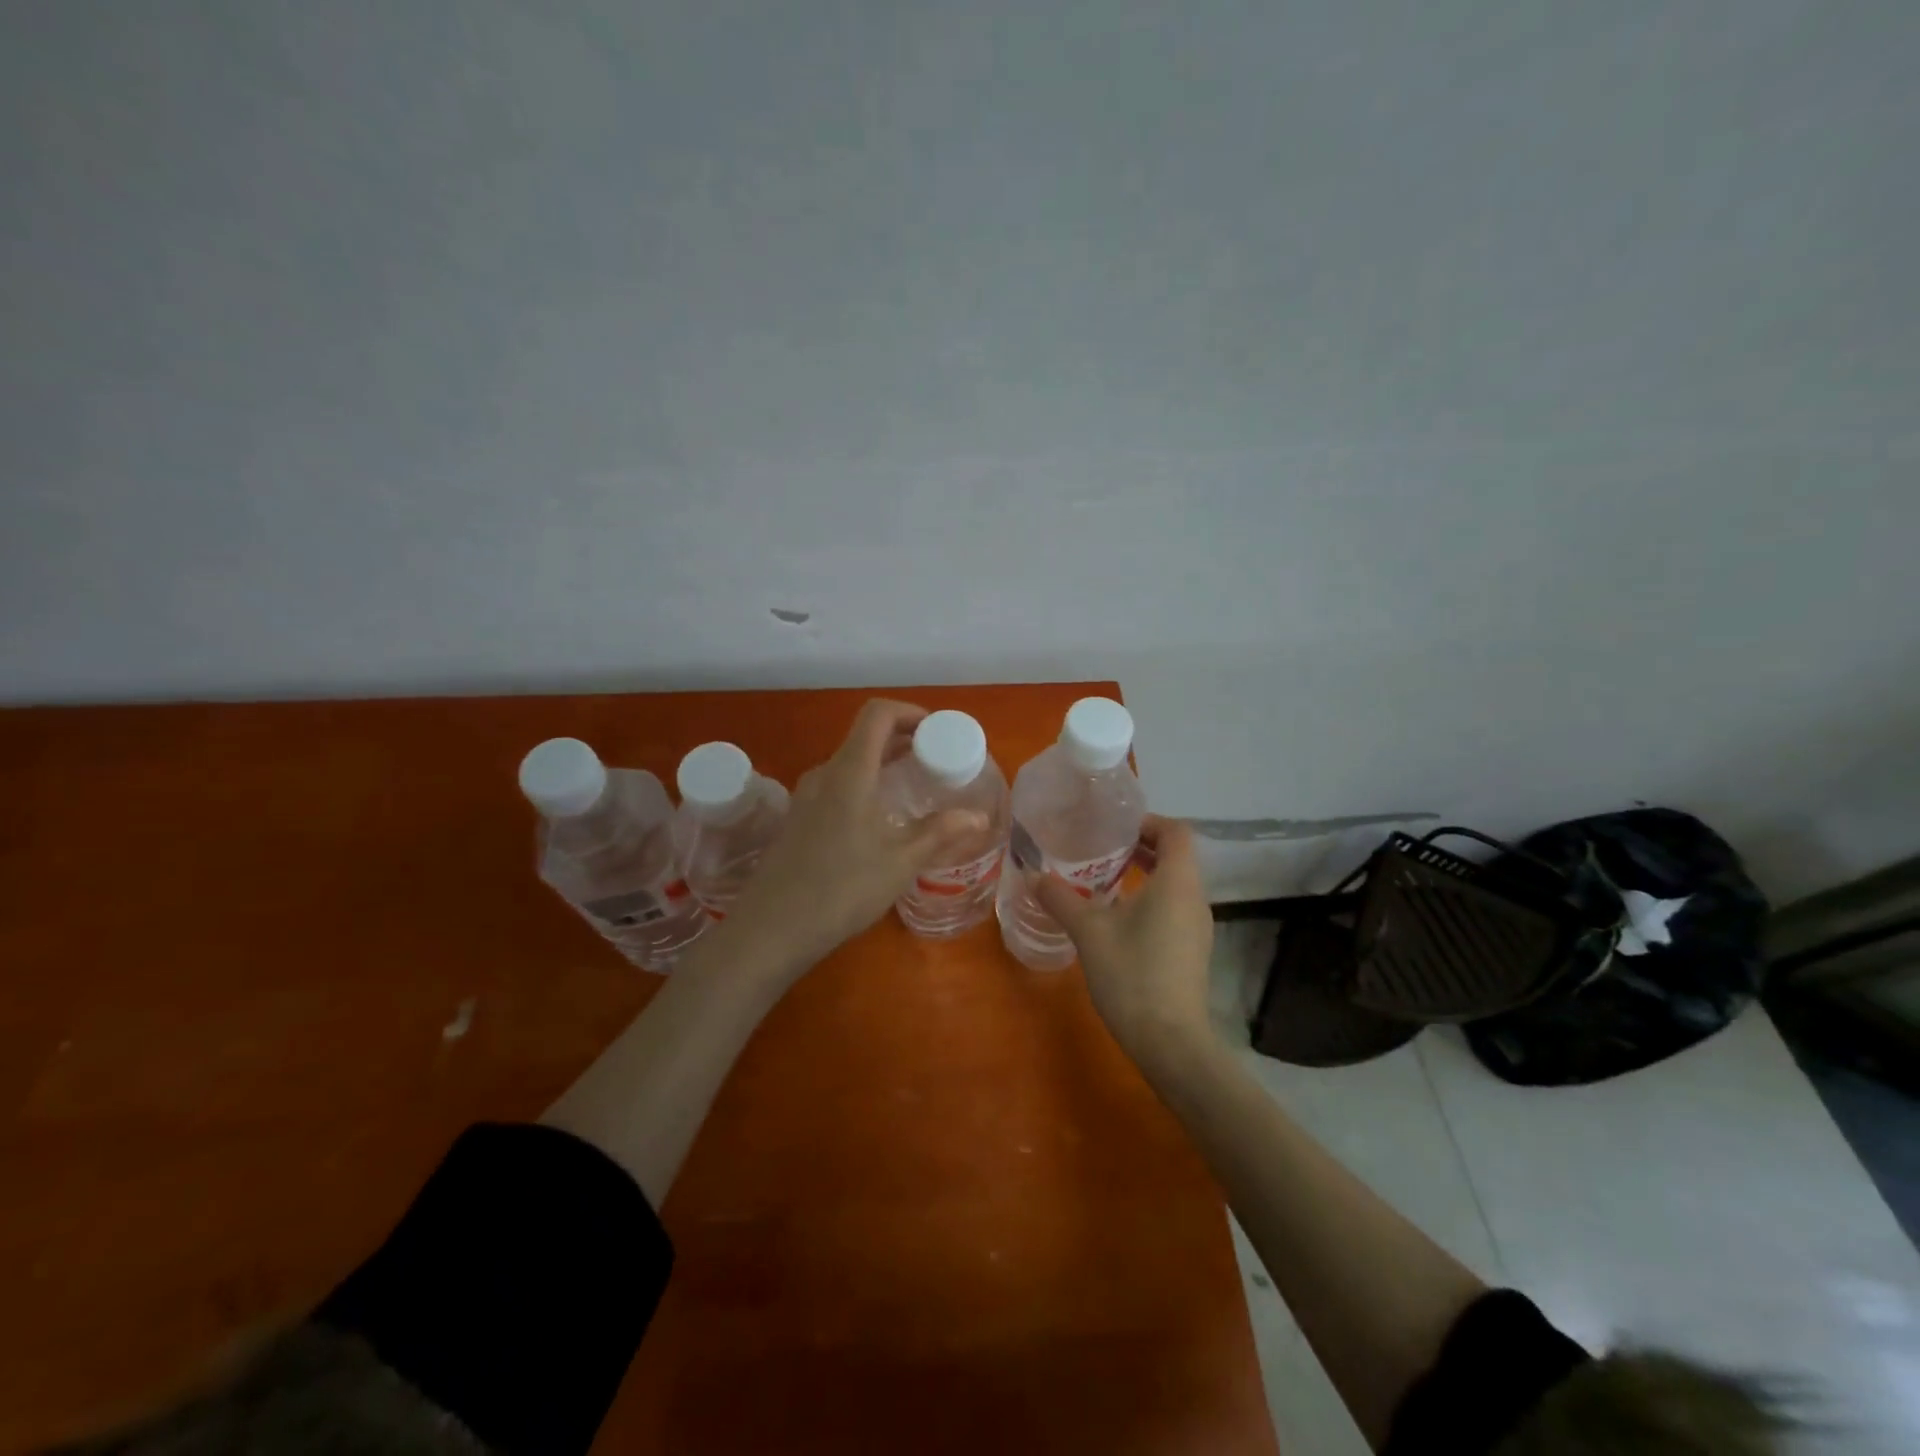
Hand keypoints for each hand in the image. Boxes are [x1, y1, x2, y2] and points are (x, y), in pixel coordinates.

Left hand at [723, 699, 988, 974]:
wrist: (770, 929)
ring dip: (883, 764)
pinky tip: (880, 820)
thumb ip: (940, 833)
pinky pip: (837, 785)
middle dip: (903, 739)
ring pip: (850, 763)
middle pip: (865, 736)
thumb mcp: (899, 863)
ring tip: (914, 788)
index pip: (878, 714)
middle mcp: (824, 774)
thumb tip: (978, 817)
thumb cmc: (841, 890)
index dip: (910, 712)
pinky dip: (865, 785)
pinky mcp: (798, 819)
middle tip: (937, 761)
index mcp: (850, 772)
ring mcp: (806, 796)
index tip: (938, 731)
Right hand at [1035, 815, 1216, 1067]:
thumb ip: (1060, 899)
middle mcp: (1195, 898)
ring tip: (1105, 881)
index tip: (1116, 829)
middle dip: (1142, 847)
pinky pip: (1175, 908)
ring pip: (1175, 884)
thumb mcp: (1088, 932)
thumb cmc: (1132, 974)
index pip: (1176, 831)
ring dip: (1145, 875)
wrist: (1170, 1042)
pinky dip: (1151, 900)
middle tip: (1103, 850)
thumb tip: (1033, 876)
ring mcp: (1198, 927)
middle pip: (1177, 856)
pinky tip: (1118, 920)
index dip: (1149, 822)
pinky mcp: (1193, 951)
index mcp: (1177, 882)